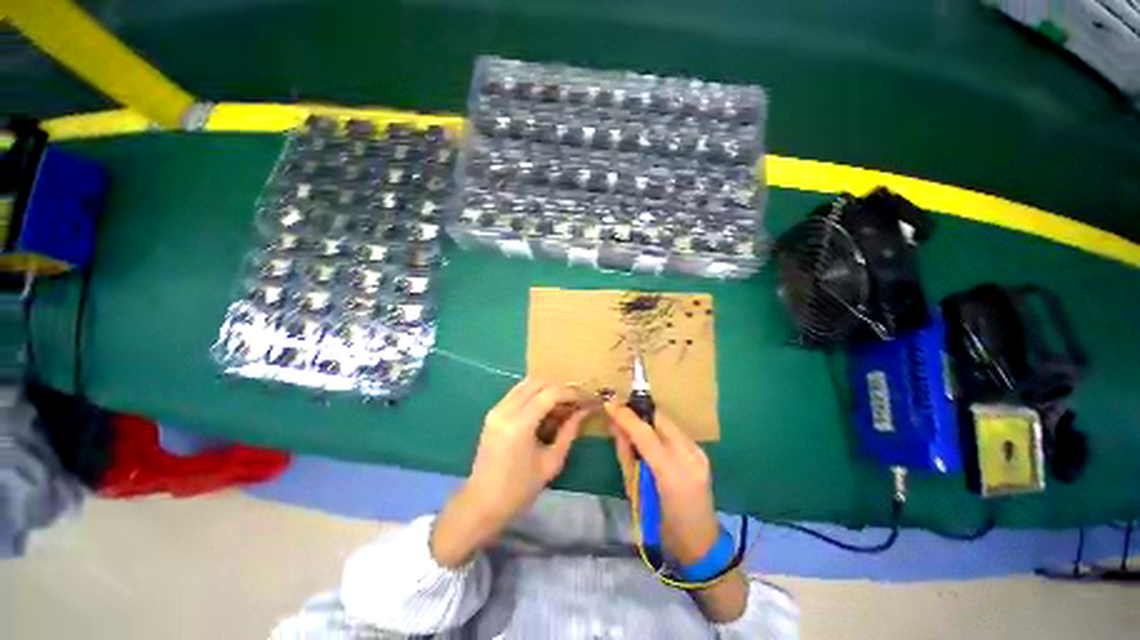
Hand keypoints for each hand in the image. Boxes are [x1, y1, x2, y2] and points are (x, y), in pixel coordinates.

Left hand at [431, 379, 588, 566]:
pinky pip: (518, 392)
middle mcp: (505, 409)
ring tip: (563, 404)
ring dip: (548, 389)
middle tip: (576, 401)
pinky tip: (546, 409)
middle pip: (538, 382)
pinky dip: (535, 394)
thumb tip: (584, 412)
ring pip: (527, 383)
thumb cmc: (520, 489)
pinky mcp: (493, 412)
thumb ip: (569, 432)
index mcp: (519, 424)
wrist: (482, 503)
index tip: (586, 400)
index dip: (572, 393)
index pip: (550, 393)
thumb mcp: (551, 462)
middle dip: (561, 388)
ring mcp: (497, 409)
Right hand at [606, 403, 719, 564]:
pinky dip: (658, 428)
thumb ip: (626, 456)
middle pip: (659, 418)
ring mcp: (698, 453)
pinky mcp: (701, 452)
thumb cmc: (660, 525)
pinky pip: (674, 430)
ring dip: (647, 418)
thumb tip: (616, 428)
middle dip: (637, 410)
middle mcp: (689, 457)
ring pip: (667, 421)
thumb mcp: (635, 491)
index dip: (625, 415)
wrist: (699, 543)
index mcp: (670, 473)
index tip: (609, 403)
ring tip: (631, 421)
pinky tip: (649, 436)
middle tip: (618, 410)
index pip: (644, 433)